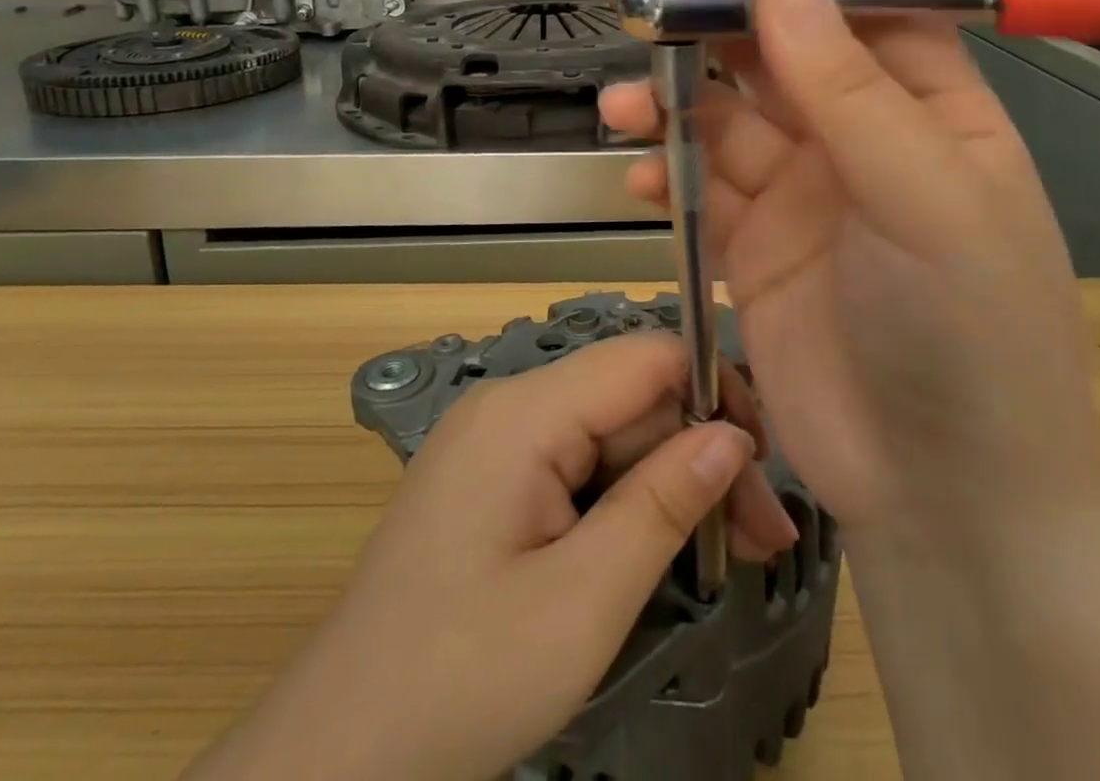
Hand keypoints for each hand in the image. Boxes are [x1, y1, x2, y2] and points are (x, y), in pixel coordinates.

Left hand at [183, 332, 797, 780]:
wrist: (334, 758)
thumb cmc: (461, 682)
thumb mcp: (582, 602)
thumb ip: (662, 503)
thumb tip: (734, 436)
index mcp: (524, 412)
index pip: (645, 358)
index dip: (715, 392)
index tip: (764, 464)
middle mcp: (510, 405)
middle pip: (631, 401)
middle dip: (701, 455)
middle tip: (764, 537)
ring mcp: (498, 441)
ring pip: (611, 436)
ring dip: (672, 484)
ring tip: (736, 550)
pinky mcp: (495, 479)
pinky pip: (579, 465)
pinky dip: (628, 501)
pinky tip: (665, 545)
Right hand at [600, 0, 1099, 541]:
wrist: (947, 496)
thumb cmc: (969, 334)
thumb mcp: (923, 197)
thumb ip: (847, 89)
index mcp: (926, 103)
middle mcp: (861, 135)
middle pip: (772, 47)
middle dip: (704, 10)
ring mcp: (804, 192)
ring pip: (722, 114)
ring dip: (669, 97)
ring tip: (621, 101)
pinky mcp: (755, 246)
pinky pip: (699, 186)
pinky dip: (664, 172)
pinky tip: (635, 175)